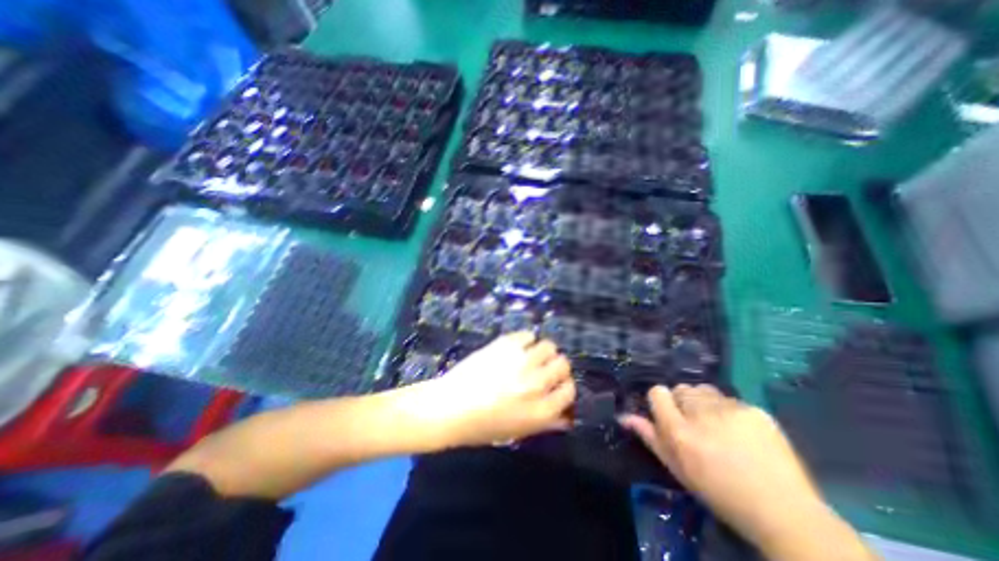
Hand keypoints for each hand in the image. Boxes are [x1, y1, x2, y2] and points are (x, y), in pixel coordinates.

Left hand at [415, 334, 573, 446]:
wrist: (449, 407)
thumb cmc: (481, 426)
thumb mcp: (518, 432)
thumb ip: (546, 423)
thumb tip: (566, 416)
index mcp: (542, 410)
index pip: (569, 390)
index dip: (564, 386)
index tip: (556, 385)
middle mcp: (537, 384)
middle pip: (563, 364)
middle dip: (557, 367)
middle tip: (544, 369)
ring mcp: (522, 361)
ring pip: (549, 346)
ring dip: (543, 351)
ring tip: (532, 355)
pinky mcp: (506, 344)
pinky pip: (528, 335)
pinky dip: (526, 340)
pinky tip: (518, 348)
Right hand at [623, 386, 824, 552]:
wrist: (784, 512)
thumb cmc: (720, 493)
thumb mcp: (679, 469)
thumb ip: (651, 438)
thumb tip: (625, 417)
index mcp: (679, 432)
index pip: (658, 392)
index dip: (661, 401)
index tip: (670, 414)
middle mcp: (701, 415)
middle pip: (681, 388)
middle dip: (684, 403)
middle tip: (697, 424)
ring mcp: (730, 410)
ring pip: (704, 390)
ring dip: (705, 402)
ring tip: (718, 424)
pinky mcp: (755, 410)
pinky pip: (730, 399)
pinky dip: (729, 410)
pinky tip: (742, 431)